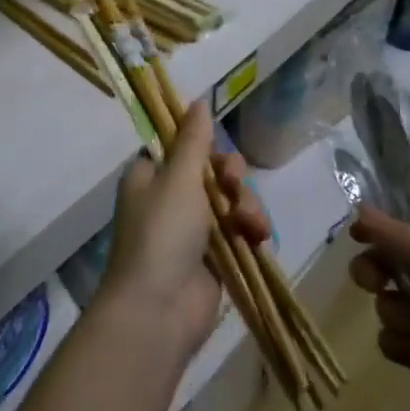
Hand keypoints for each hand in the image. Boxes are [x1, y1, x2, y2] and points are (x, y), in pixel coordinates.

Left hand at [99, 102, 270, 355]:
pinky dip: (251, 230)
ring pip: (232, 200)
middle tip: (233, 186)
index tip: (217, 150)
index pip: (182, 147)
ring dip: (246, 206)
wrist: (159, 310)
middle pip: (213, 171)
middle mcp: (170, 199)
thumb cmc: (162, 233)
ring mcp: (193, 230)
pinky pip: (240, 230)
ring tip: (249, 224)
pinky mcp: (215, 257)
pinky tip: (259, 237)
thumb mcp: (178, 177)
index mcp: (151, 177)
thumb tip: (198, 100)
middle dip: (232, 177)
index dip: (205, 147)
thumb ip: (194, 140)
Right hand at [349, 208, 409, 410]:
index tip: (357, 241)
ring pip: (389, 308)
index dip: (378, 235)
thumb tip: (359, 207)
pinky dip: (404, 349)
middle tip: (376, 285)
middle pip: (387, 268)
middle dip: (379, 277)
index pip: (402, 231)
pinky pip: (397, 344)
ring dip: (400, 319)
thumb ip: (402, 240)